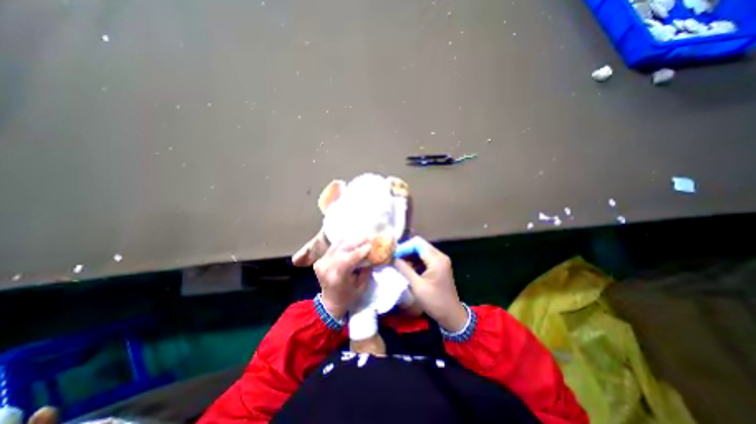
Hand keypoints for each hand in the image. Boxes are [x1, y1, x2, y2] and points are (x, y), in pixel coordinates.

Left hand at [313, 240, 370, 319]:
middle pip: (343, 248)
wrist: (329, 302)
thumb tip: (372, 255)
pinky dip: (344, 243)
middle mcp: (326, 267)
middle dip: (358, 241)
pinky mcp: (320, 259)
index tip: (371, 244)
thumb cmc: (348, 297)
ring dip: (351, 240)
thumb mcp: (361, 286)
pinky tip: (353, 241)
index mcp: (336, 277)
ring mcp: (321, 262)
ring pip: (338, 245)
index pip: (349, 259)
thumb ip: (366, 270)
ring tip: (363, 238)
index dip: (361, 250)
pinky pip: (334, 246)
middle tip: (369, 237)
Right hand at [396, 238, 466, 331]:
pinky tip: (407, 267)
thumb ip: (405, 269)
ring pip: (421, 250)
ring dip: (410, 255)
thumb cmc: (435, 302)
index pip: (417, 243)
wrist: (451, 315)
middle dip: (406, 250)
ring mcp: (440, 260)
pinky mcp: (439, 265)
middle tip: (394, 259)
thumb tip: (393, 258)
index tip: (393, 256)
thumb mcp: (417, 286)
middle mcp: (440, 256)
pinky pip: (425, 257)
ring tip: (398, 263)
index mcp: (437, 260)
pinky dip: (415, 260)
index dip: (404, 247)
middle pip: (420, 244)